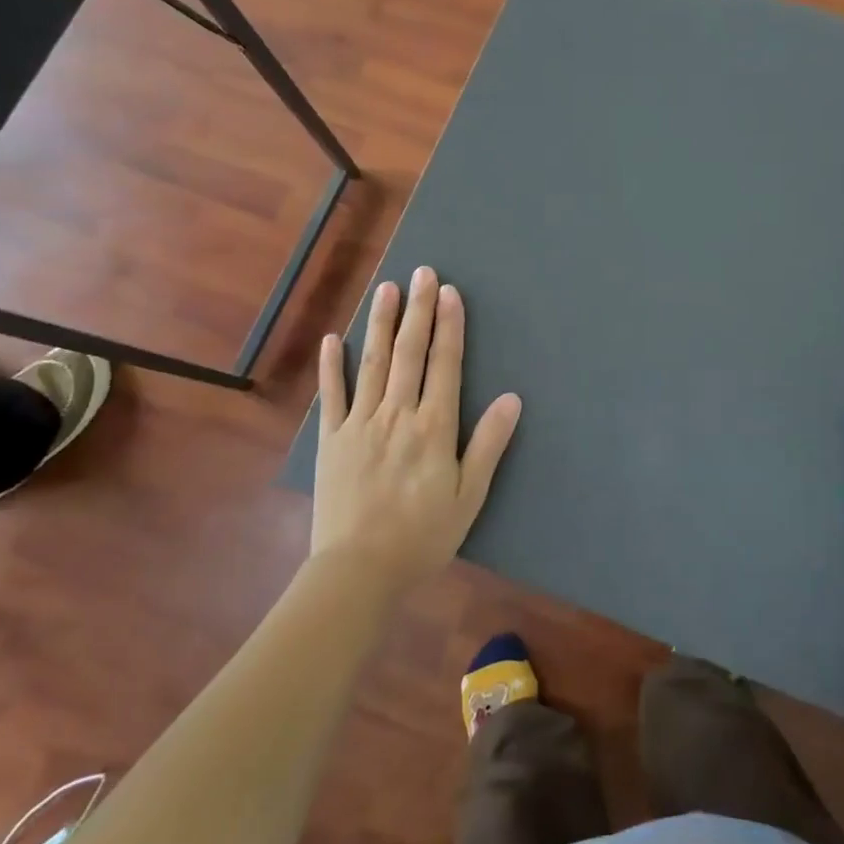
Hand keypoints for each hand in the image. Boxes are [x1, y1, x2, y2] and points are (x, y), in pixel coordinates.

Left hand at [312, 267, 522, 594]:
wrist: (358, 571)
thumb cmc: (422, 536)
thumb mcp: (469, 495)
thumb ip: (488, 444)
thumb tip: (512, 398)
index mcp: (433, 427)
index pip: (444, 364)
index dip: (449, 326)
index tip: (450, 292)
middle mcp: (397, 414)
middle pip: (409, 352)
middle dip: (418, 309)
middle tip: (422, 272)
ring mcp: (359, 424)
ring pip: (372, 362)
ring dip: (380, 323)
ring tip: (386, 288)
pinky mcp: (331, 440)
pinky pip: (332, 395)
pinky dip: (332, 366)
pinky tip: (333, 339)